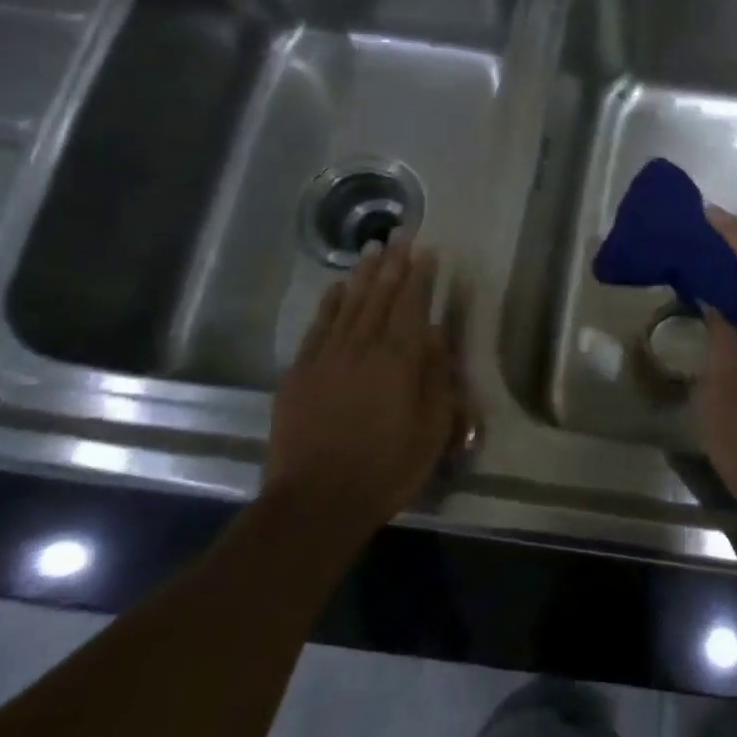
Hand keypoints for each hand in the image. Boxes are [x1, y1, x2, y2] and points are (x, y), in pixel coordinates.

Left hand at [267, 232, 458, 532]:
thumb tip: (437, 335)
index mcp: (398, 360)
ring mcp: (326, 357)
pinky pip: (318, 327)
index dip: (420, 276)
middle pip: (380, 296)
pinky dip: (330, 303)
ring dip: (363, 274)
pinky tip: (338, 287)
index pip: (412, 306)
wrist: (317, 501)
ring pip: (349, 304)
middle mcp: (362, 348)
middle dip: (393, 263)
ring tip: (373, 248)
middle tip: (401, 234)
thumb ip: (437, 377)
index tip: (427, 250)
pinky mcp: (299, 373)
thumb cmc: (386, 468)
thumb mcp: (432, 429)